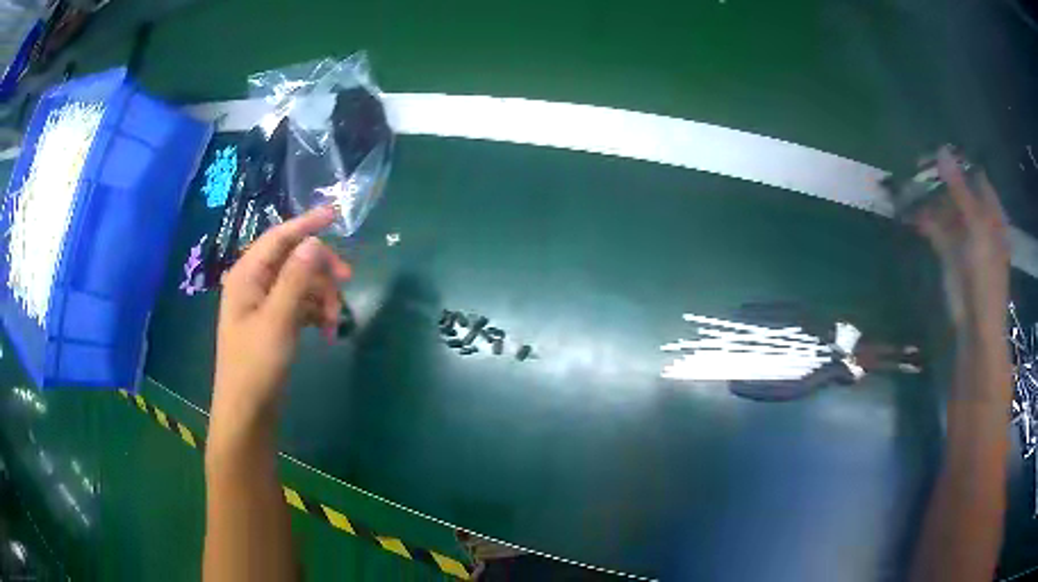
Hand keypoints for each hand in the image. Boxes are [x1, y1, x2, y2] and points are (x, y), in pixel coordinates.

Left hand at [212, 206, 351, 428]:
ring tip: (337, 322)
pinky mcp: (273, 323)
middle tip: (348, 280)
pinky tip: (329, 331)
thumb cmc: (256, 366)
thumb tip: (314, 242)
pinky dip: (316, 313)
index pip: (278, 237)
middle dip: (320, 269)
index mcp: (247, 275)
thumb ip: (295, 279)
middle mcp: (254, 284)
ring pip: (300, 283)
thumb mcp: (277, 320)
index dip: (306, 224)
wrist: (247, 412)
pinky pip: (299, 305)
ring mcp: (263, 305)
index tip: (335, 214)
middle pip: (293, 259)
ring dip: (322, 296)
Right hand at [913, 146, 1008, 338]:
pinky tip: (910, 211)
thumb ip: (960, 189)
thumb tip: (941, 150)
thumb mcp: (976, 227)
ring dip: (929, 197)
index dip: (958, 162)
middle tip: (917, 164)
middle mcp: (978, 219)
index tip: (936, 150)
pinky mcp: (949, 253)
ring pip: (945, 208)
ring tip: (909, 183)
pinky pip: (936, 228)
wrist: (976, 324)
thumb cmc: (985, 275)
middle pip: (958, 190)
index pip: (974, 175)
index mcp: (990, 211)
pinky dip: (924, 219)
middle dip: (940, 178)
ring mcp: (963, 236)